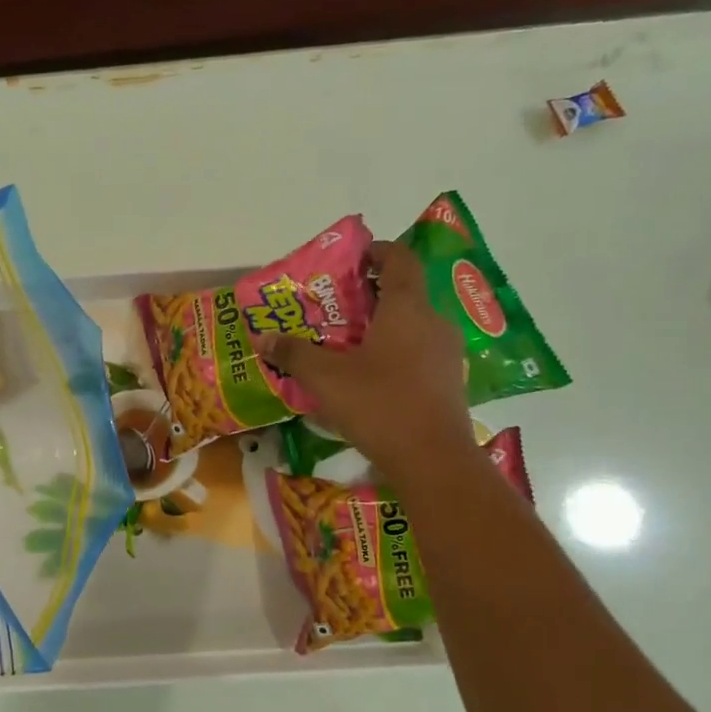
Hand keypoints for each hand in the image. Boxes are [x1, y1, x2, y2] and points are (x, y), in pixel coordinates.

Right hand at [256, 240, 475, 472]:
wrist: (433, 459)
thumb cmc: (379, 404)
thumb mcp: (325, 378)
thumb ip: (294, 353)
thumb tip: (262, 337)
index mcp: (407, 308)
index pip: (400, 259)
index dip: (377, 251)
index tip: (351, 259)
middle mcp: (433, 323)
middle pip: (404, 294)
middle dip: (370, 295)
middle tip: (335, 308)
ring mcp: (446, 354)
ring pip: (412, 326)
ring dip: (382, 328)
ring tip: (347, 345)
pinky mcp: (448, 383)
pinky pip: (419, 354)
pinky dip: (395, 354)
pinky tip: (370, 378)